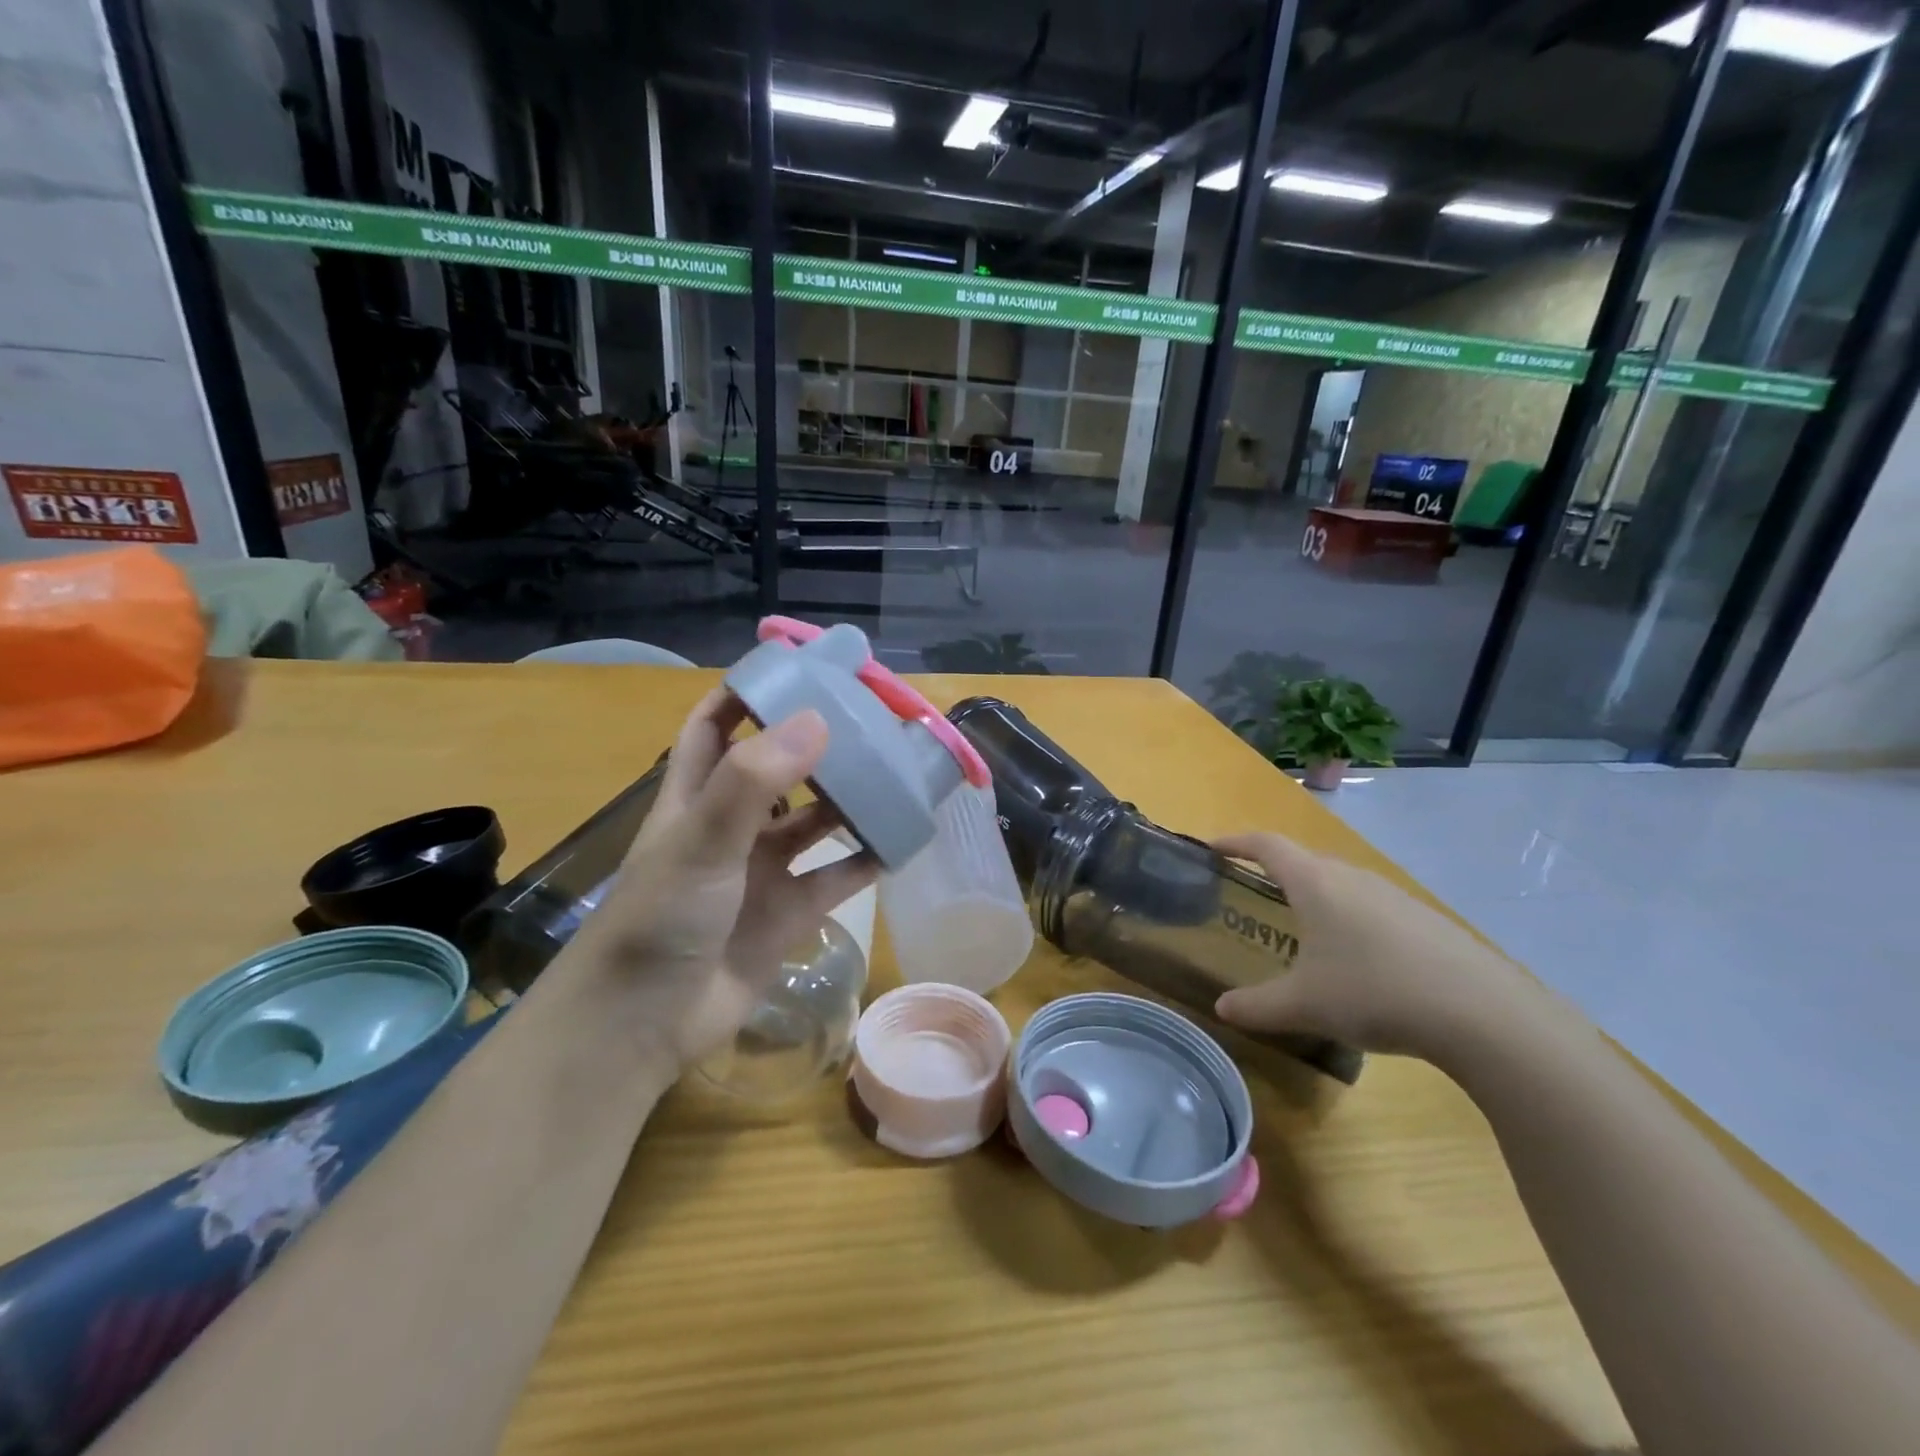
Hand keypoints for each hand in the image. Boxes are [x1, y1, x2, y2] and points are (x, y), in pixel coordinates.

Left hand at [560, 689, 875, 1076]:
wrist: (644, 1025)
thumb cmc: (660, 919)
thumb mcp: (701, 841)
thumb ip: (753, 781)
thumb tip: (818, 719)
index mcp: (696, 795)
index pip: (717, 724)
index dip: (749, 693)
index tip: (800, 670)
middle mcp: (731, 826)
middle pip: (778, 769)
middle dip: (818, 745)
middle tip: (870, 721)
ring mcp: (761, 871)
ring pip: (814, 823)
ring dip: (849, 801)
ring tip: (896, 774)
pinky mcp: (788, 913)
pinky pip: (836, 878)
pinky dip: (865, 861)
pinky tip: (901, 841)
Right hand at [1209, 832, 1550, 1061]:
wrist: (1481, 1013)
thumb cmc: (1372, 992)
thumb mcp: (1304, 1005)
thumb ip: (1257, 1006)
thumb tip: (1222, 1009)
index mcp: (1315, 883)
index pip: (1266, 845)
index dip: (1236, 842)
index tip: (1213, 847)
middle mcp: (1353, 877)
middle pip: (1304, 859)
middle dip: (1275, 871)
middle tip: (1254, 894)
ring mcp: (1394, 896)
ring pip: (1342, 883)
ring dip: (1317, 895)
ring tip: (1304, 929)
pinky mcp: (1425, 920)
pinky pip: (1373, 907)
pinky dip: (1351, 919)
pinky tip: (1359, 961)